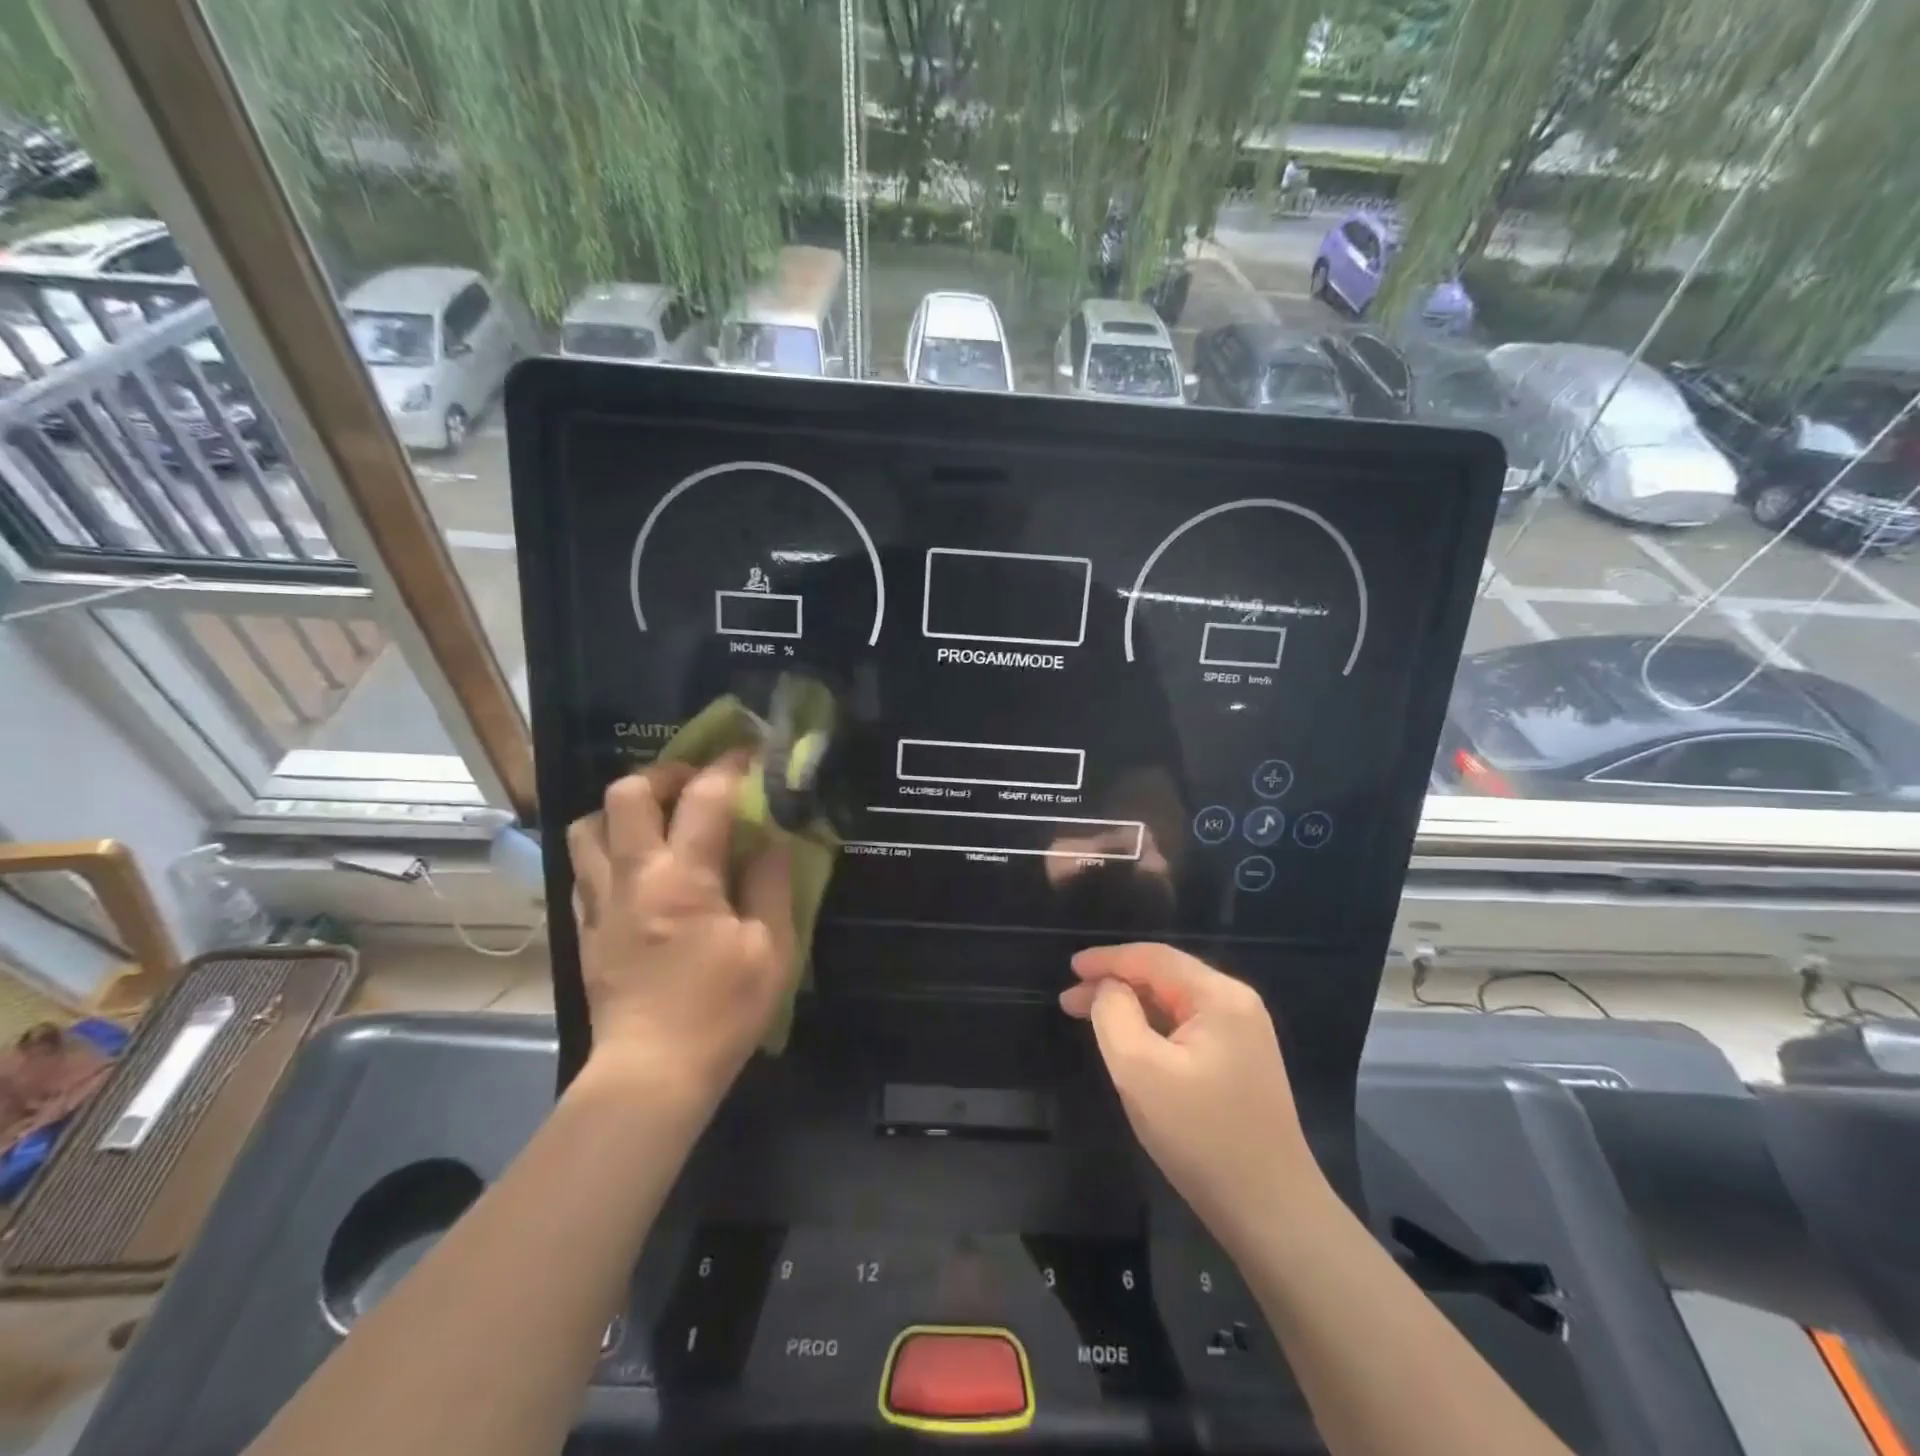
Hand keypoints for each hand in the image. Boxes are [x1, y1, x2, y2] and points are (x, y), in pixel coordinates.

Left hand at [566, 757, 794, 1107]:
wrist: (651, 1074)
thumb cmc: (720, 1010)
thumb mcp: (771, 948)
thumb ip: (770, 883)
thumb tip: (770, 838)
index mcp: (684, 877)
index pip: (704, 797)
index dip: (729, 765)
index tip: (748, 753)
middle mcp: (633, 876)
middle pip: (626, 793)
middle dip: (663, 774)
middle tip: (694, 786)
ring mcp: (600, 901)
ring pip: (588, 826)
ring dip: (623, 810)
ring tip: (658, 820)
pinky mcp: (585, 928)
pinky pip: (583, 867)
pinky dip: (608, 849)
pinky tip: (637, 867)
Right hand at [1060, 943, 1320, 1246]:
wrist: (1271, 1213)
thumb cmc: (1201, 1136)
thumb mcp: (1140, 1070)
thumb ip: (1114, 1014)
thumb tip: (1107, 988)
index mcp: (1220, 997)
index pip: (1154, 958)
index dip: (1108, 959)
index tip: (1070, 968)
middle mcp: (1237, 1005)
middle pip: (1165, 977)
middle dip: (1115, 983)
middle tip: (1069, 1000)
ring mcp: (1242, 1036)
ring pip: (1174, 1004)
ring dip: (1131, 1006)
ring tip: (1089, 1017)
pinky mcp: (1240, 1064)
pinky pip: (1186, 1029)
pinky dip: (1152, 1028)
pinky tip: (1128, 1041)